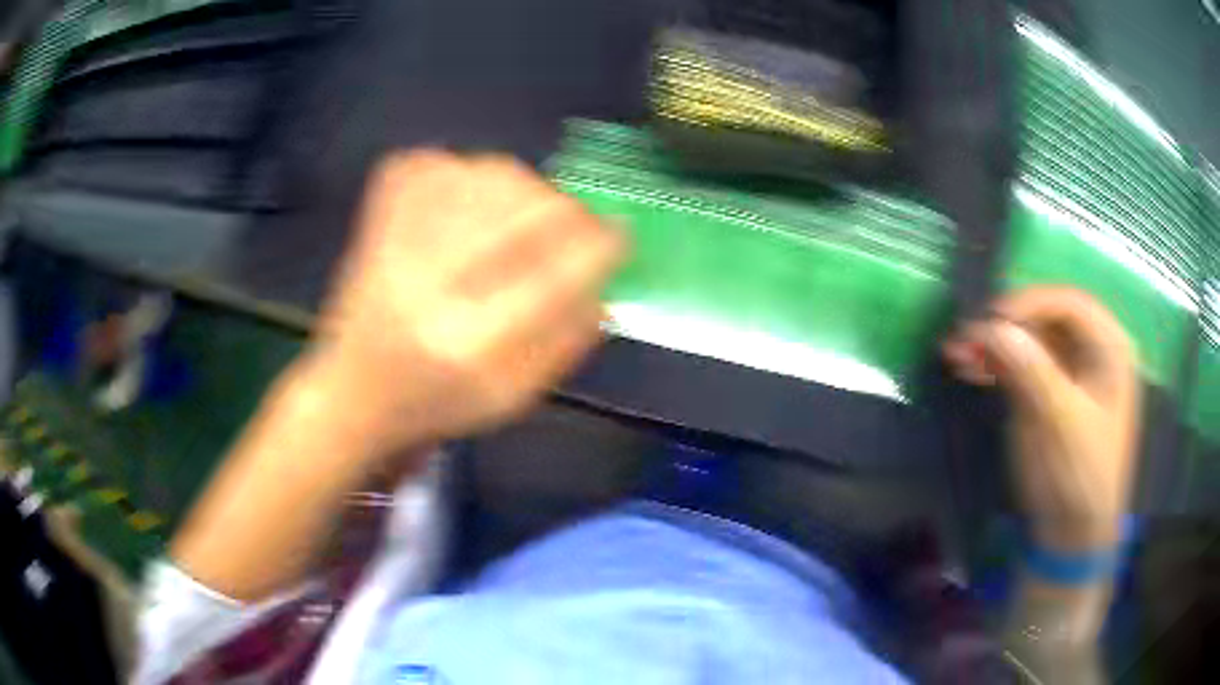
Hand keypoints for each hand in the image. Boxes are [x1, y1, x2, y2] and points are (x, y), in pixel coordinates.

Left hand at [305, 150, 625, 461]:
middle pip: (530, 208)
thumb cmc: (436, 402)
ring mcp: (394, 239)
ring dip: (523, 191)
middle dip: (568, 213)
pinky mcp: (376, 213)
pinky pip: (441, 161)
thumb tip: (607, 277)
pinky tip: (468, 205)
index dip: (602, 243)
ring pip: (491, 173)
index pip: (558, 269)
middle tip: (572, 229)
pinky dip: (468, 174)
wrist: (352, 389)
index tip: (619, 237)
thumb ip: (567, 338)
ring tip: (519, 220)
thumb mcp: (513, 397)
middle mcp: (429, 284)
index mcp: (469, 344)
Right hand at [944, 287, 1140, 550]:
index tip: (990, 320)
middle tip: (965, 338)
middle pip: (1046, 319)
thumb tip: (992, 326)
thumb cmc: (1078, 477)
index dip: (1029, 303)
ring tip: (957, 355)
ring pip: (1030, 341)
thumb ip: (1031, 371)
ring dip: (994, 345)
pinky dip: (997, 366)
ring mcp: (1070, 373)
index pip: (1069, 303)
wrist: (1071, 535)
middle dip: (1005, 326)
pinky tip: (972, 370)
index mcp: (1110, 349)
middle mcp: (1092, 351)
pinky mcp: (1050, 394)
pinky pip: (1022, 366)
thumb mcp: (1060, 424)